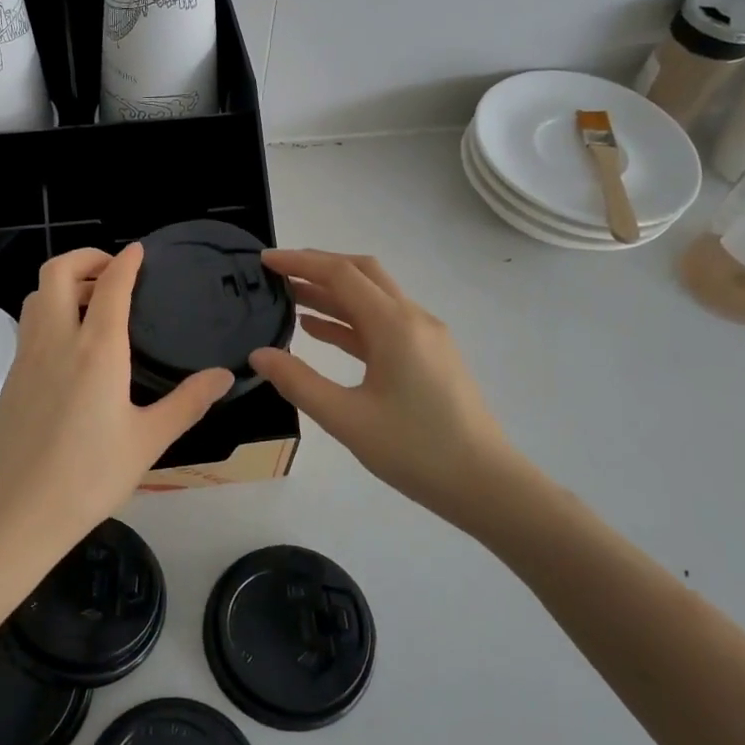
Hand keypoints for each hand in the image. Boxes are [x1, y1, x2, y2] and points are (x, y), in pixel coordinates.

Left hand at [0, 246, 233, 557]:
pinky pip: (28, 325)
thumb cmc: (89, 478)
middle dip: (85, 258)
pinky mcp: (10, 379)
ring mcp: (26, 358)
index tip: (139, 251)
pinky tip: (71, 345)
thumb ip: (188, 402)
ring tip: (92, 302)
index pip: (109, 286)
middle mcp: (56, 341)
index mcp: (96, 350)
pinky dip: (49, 311)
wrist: (15, 516)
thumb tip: (225, 375)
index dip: (126, 262)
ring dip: (62, 284)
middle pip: (57, 272)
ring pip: (36, 296)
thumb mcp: (148, 441)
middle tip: (112, 271)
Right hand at [249, 249, 528, 519]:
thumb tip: (259, 355)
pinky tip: (321, 330)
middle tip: (278, 273)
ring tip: (290, 298)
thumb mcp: (346, 419)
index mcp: (394, 325)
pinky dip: (350, 320)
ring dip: (333, 294)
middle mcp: (413, 318)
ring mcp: (425, 337)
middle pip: (362, 274)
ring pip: (373, 298)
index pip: (341, 275)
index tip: (265, 260)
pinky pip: (383, 324)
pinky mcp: (429, 357)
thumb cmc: (415, 450)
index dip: (300, 262)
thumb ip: (298, 383)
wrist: (484, 483)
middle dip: (319, 267)